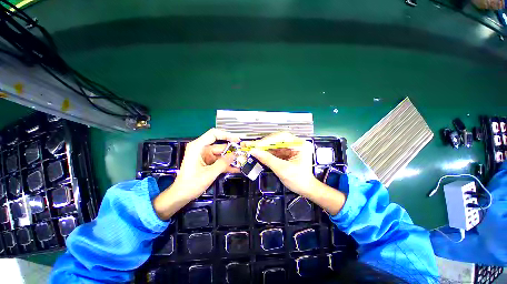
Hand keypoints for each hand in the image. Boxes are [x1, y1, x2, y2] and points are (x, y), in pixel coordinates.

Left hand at [153, 129, 239, 219]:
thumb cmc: (191, 184)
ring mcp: (206, 156)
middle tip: (243, 154)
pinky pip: (220, 161)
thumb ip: (223, 163)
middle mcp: (202, 149)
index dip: (226, 135)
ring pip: (222, 154)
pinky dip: (227, 164)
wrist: (182, 195)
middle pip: (220, 146)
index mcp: (198, 147)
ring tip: (242, 162)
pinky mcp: (208, 162)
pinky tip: (236, 168)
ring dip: (231, 159)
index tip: (237, 140)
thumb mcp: (209, 174)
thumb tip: (235, 155)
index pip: (213, 134)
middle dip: (232, 151)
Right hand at [242, 132, 317, 195]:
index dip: (269, 140)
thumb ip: (268, 159)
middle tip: (252, 145)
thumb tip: (254, 152)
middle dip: (264, 144)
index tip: (258, 145)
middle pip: (277, 140)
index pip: (282, 137)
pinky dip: (266, 153)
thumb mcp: (282, 169)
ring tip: (253, 149)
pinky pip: (274, 151)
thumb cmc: (298, 180)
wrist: (305, 189)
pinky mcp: (286, 154)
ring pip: (274, 146)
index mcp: (300, 145)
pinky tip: (259, 153)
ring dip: (263, 148)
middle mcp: (295, 144)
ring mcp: (290, 149)